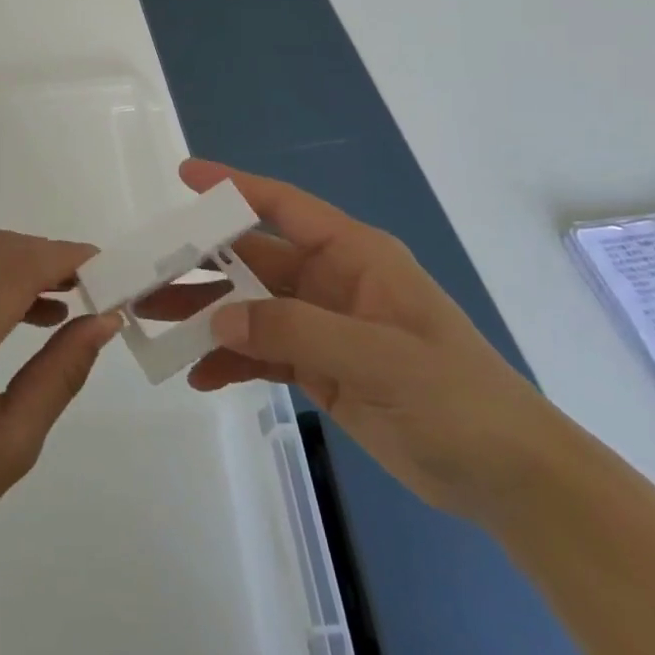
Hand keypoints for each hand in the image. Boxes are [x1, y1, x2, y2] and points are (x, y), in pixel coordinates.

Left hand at [0, 231, 120, 608]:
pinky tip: (23, 319)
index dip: (67, 258)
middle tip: (94, 288)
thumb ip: (60, 373)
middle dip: (49, 259)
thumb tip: (102, 320)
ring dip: (22, 271)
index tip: (110, 269)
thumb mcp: (10, 446)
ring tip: (68, 304)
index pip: (17, 268)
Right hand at [144, 160, 563, 521]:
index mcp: (354, 255)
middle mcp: (331, 281)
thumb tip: (218, 319)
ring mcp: (323, 325)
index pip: (284, 206)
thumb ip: (293, 331)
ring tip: (154, 326)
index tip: (184, 177)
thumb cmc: (455, 397)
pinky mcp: (320, 367)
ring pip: (249, 307)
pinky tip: (200, 377)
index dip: (233, 187)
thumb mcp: (377, 356)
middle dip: (200, 266)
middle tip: (145, 275)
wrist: (510, 477)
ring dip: (206, 316)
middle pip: (252, 260)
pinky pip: (262, 352)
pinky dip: (230, 361)